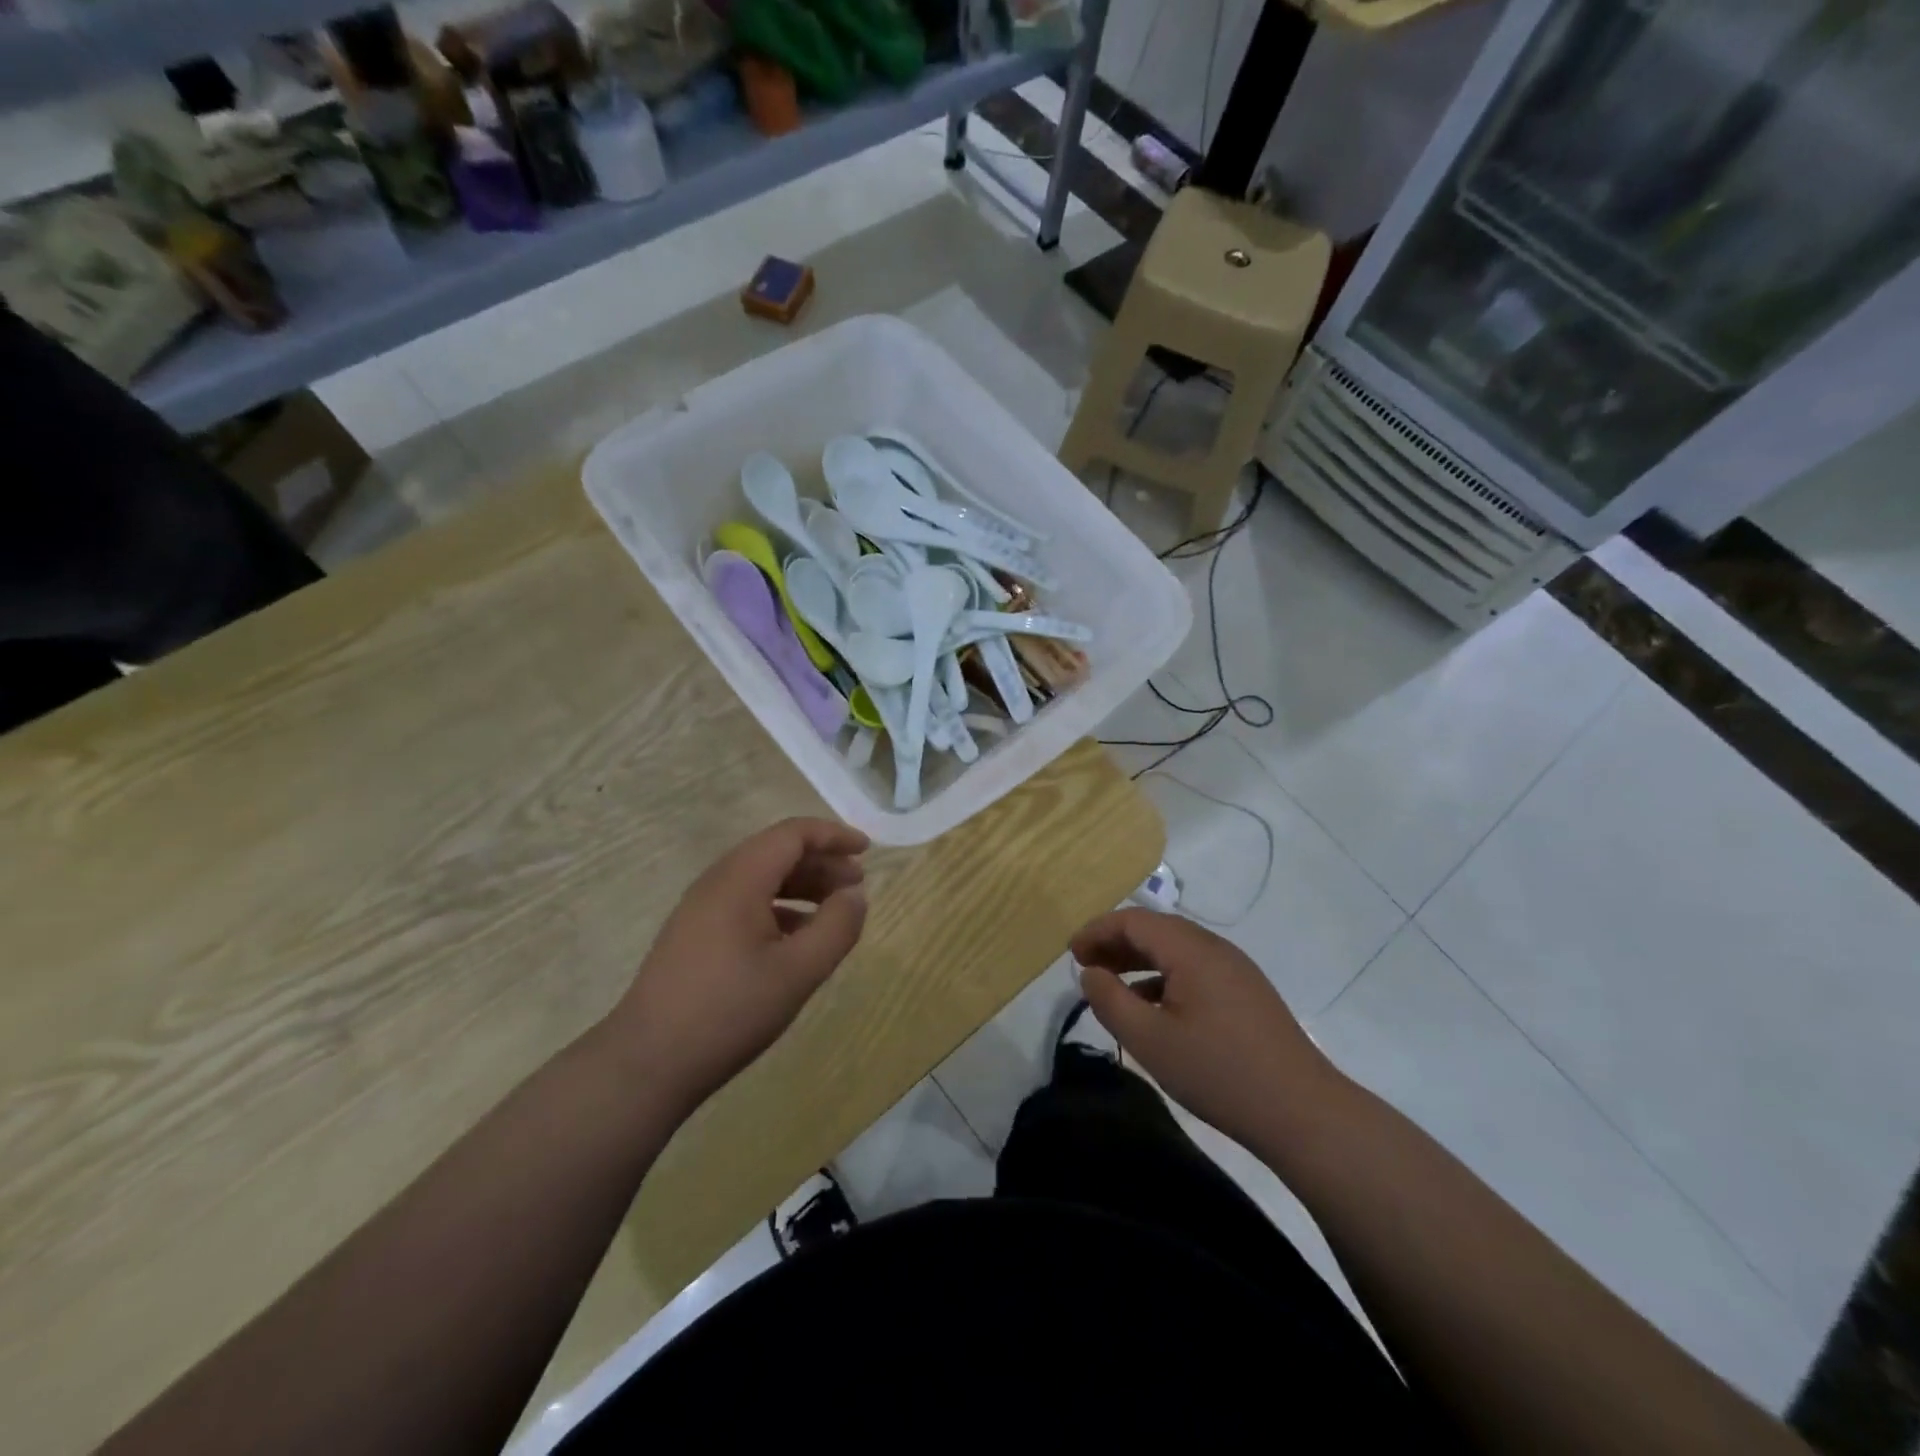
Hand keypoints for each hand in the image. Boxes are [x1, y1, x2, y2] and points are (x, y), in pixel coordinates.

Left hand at [607, 818, 868, 1116]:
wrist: (647, 1063)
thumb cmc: (729, 1011)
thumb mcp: (798, 971)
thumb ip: (836, 927)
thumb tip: (856, 895)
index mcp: (740, 879)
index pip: (792, 834)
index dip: (833, 836)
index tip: (867, 851)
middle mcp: (717, 882)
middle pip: (776, 852)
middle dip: (821, 861)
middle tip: (856, 886)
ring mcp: (701, 909)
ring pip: (761, 878)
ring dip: (802, 885)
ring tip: (834, 910)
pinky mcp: (694, 935)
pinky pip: (746, 902)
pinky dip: (780, 907)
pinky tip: (798, 938)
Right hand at [1071, 909, 1344, 1150]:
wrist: (1303, 1112)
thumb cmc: (1219, 1073)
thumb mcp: (1150, 1041)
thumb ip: (1110, 1001)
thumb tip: (1089, 972)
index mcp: (1191, 950)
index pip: (1134, 920)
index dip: (1097, 931)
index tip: (1071, 954)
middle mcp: (1215, 948)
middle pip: (1156, 929)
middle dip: (1115, 943)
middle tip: (1085, 967)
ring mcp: (1235, 969)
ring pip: (1176, 949)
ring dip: (1139, 959)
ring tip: (1111, 985)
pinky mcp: (1246, 992)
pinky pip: (1194, 968)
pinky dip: (1163, 977)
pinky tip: (1152, 1007)